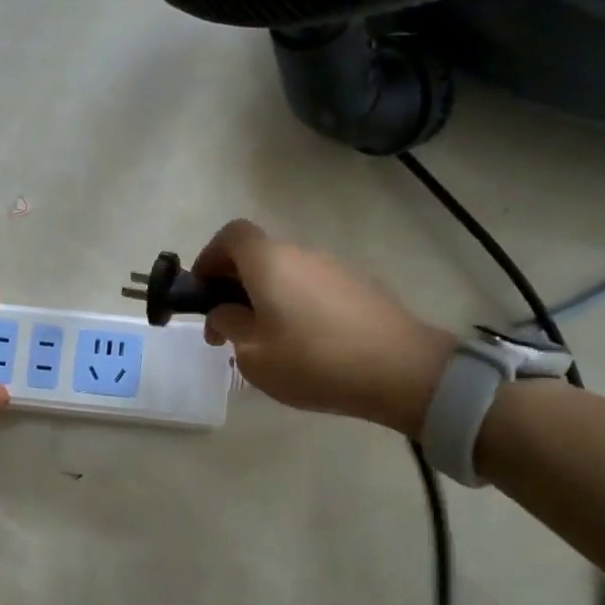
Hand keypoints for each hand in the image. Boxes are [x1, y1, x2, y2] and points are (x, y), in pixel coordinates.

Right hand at [195, 219, 454, 435]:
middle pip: (258, 254)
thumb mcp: (253, 355)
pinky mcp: (360, 287)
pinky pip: (313, 287)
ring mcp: (334, 268)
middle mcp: (301, 254)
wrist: (401, 370)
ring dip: (267, 296)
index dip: (209, 256)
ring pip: (286, 273)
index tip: (202, 290)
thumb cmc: (313, 361)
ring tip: (267, 341)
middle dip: (235, 284)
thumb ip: (229, 326)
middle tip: (228, 326)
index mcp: (269, 262)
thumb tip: (223, 313)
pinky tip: (306, 344)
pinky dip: (297, 304)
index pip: (231, 234)